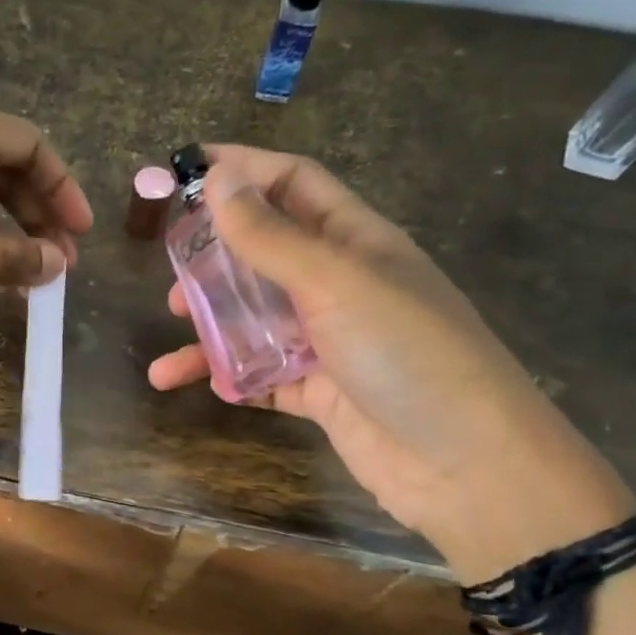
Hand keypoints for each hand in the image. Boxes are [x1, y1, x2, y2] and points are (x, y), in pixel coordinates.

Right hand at [147, 146, 631, 574]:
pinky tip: (209, 384)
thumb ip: (271, 236)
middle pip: (265, 251)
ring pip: (256, 317)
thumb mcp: (335, 283)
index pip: (292, 184)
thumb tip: (218, 177)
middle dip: (216, 255)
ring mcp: (329, 340)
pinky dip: (233, 376)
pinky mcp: (318, 391)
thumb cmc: (407, 353)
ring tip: (173, 326)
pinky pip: (262, 374)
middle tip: (172, 269)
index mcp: (355, 239)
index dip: (241, 171)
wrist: (463, 464)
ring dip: (212, 321)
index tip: (182, 169)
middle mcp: (340, 283)